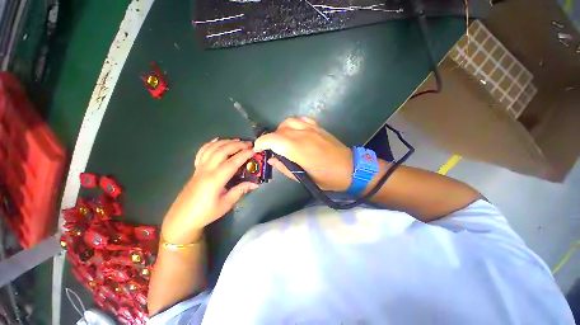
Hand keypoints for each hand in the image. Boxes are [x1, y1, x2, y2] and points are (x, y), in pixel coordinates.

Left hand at [161, 139, 257, 243]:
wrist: (182, 218)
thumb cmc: (205, 213)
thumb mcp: (225, 204)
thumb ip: (240, 191)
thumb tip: (255, 184)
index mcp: (215, 180)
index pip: (232, 162)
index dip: (244, 155)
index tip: (254, 150)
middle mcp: (206, 170)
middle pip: (222, 151)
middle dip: (236, 145)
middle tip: (248, 144)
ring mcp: (199, 168)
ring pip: (212, 149)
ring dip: (225, 142)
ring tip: (237, 141)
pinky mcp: (195, 169)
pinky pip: (202, 152)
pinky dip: (210, 144)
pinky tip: (217, 140)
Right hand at [254, 117, 352, 190]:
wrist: (350, 169)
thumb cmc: (326, 178)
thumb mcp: (303, 178)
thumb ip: (285, 167)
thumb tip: (272, 159)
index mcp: (297, 149)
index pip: (271, 139)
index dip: (261, 143)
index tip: (258, 149)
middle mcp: (302, 135)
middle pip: (278, 130)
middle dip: (270, 139)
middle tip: (272, 149)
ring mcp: (311, 128)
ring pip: (288, 122)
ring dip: (281, 130)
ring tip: (283, 140)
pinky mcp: (318, 127)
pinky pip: (301, 119)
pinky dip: (293, 124)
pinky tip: (295, 132)